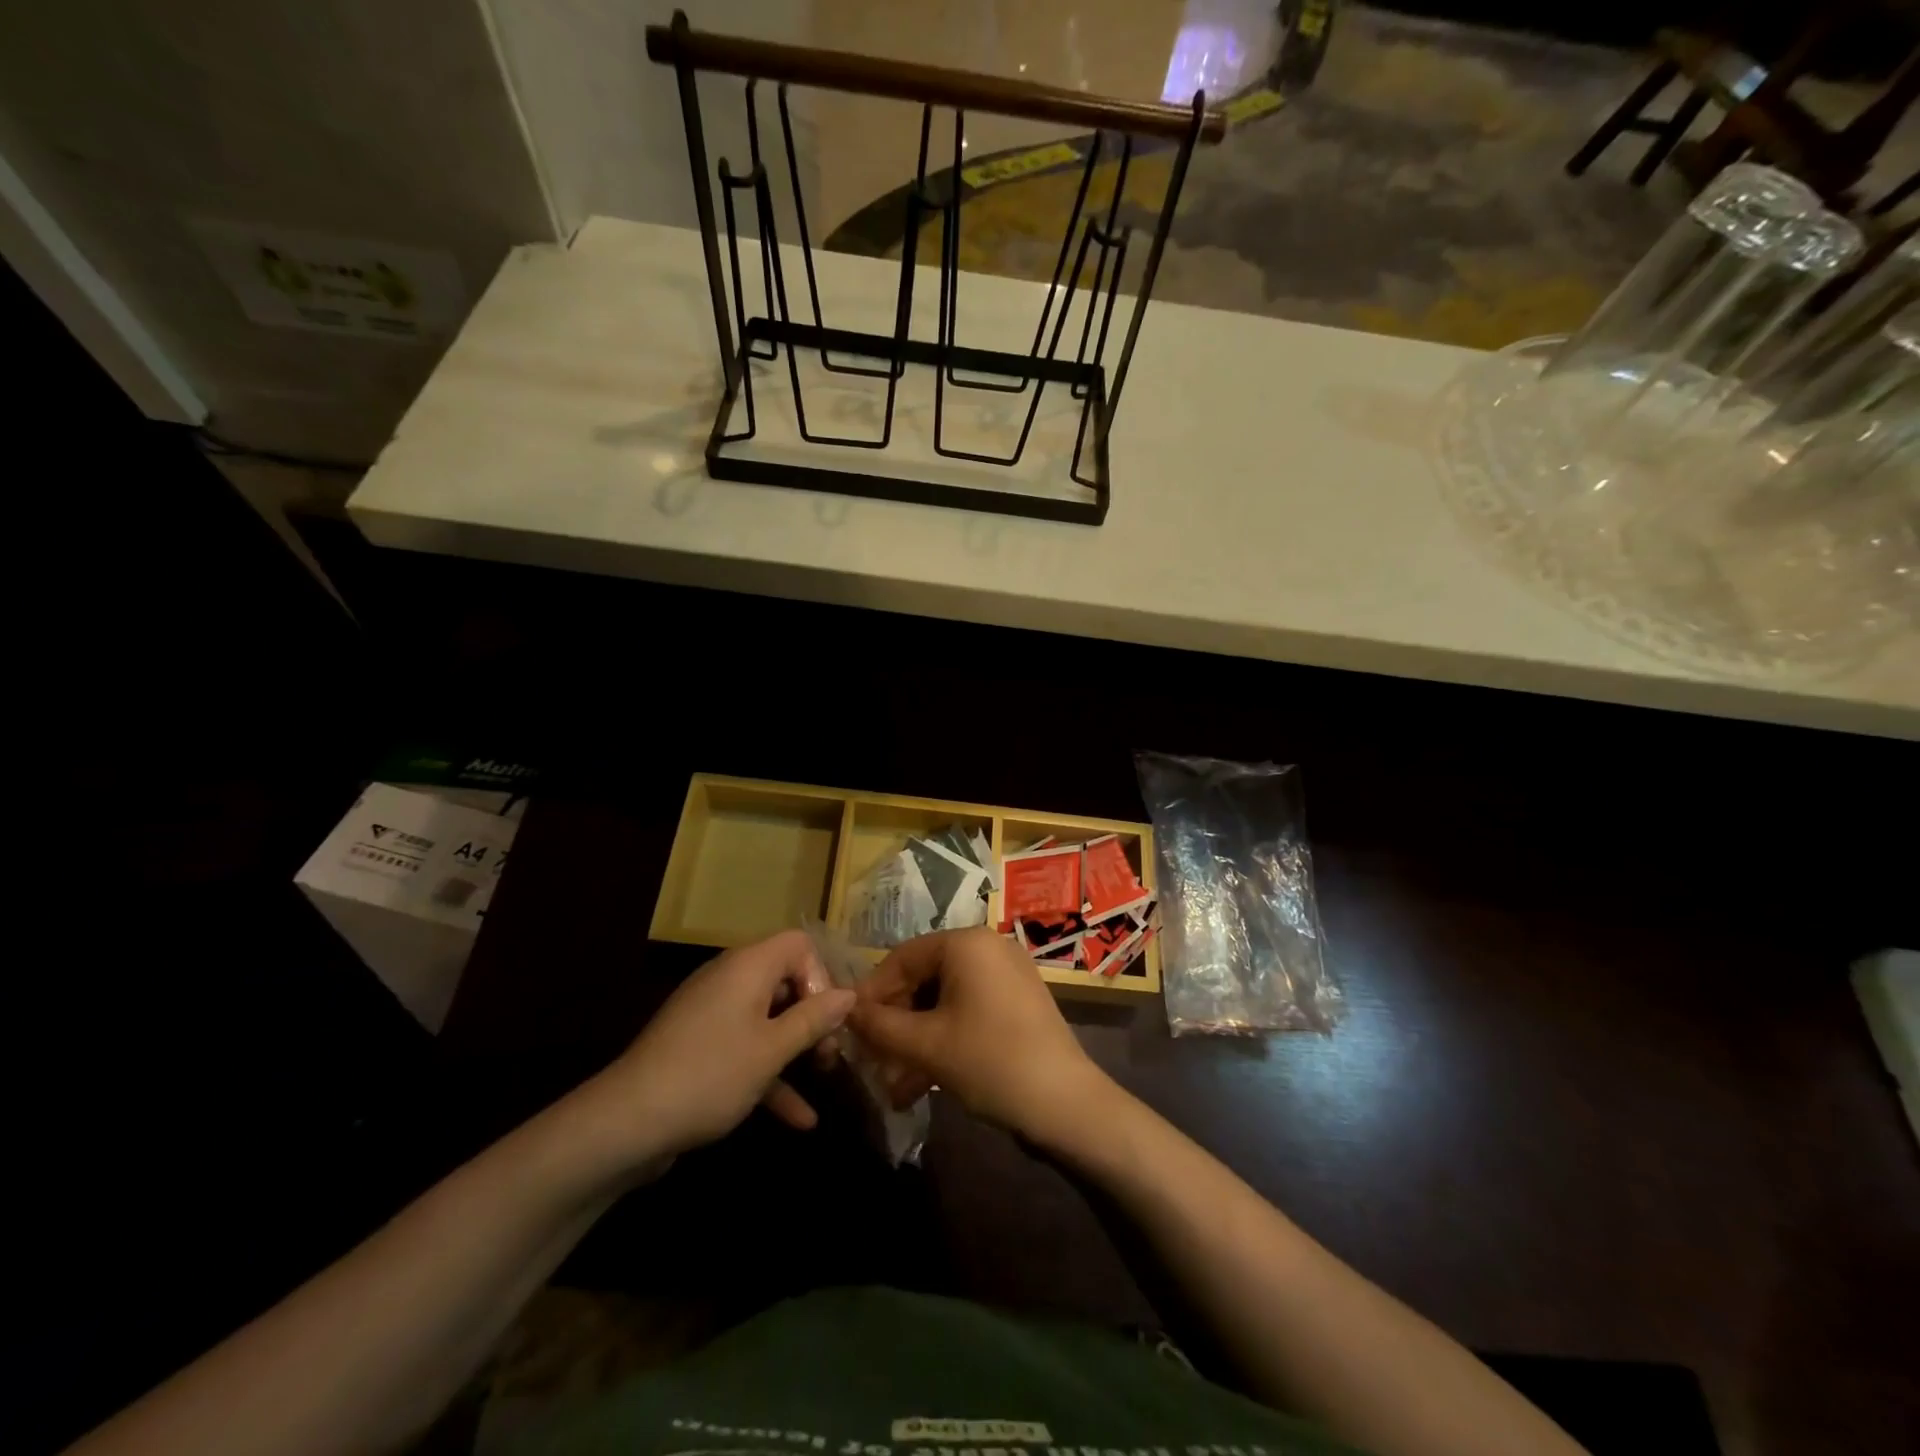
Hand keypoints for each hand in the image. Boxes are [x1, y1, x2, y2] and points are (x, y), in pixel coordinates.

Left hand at [589, 930, 855, 1162]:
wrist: (625, 1124)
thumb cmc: (710, 1074)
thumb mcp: (772, 1049)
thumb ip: (813, 1019)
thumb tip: (849, 994)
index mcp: (748, 967)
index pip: (798, 945)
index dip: (821, 976)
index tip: (828, 1018)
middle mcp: (730, 980)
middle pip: (786, 980)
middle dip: (814, 1015)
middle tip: (831, 1052)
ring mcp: (712, 1015)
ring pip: (768, 1018)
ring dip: (797, 1046)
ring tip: (826, 1077)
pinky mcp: (700, 1048)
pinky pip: (745, 1048)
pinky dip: (770, 1075)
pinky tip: (800, 1118)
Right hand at [848, 927, 1111, 1144]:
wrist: (1066, 1104)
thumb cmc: (990, 1061)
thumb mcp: (926, 1046)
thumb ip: (880, 1026)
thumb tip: (844, 1012)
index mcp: (966, 943)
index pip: (902, 957)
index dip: (872, 994)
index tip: (849, 1028)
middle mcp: (987, 948)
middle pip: (923, 979)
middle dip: (895, 1024)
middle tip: (871, 1061)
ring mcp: (1006, 975)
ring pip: (943, 1002)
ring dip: (915, 1041)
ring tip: (892, 1085)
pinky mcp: (1016, 1003)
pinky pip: (967, 1012)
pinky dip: (942, 1041)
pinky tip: (919, 1086)